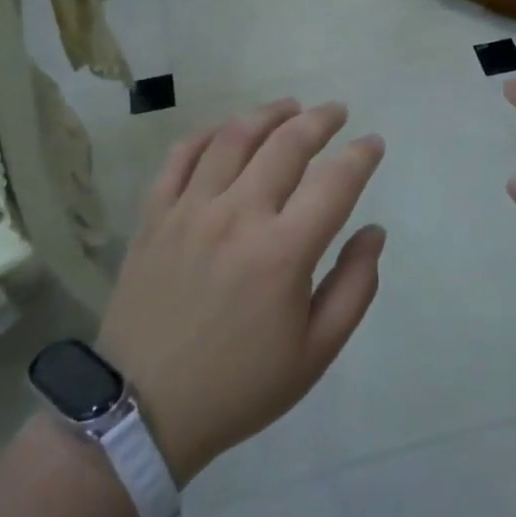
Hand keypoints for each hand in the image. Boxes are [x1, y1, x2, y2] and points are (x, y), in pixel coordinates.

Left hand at [95, 99, 385, 486]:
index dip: (361, 155)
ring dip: (268, 114)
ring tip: (289, 107)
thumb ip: (354, 287)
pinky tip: (226, 130)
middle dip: (320, 120)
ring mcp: (190, 209)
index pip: (335, 182)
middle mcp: (238, 216)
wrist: (142, 409)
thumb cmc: (239, 385)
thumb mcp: (315, 353)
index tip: (373, 143)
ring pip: (233, 137)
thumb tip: (374, 232)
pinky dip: (208, 133)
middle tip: (337, 112)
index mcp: (283, 252)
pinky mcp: (154, 215)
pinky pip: (181, 155)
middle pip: (286, 144)